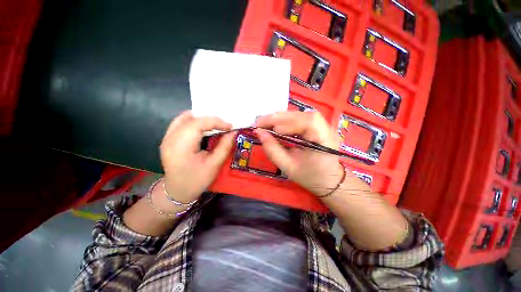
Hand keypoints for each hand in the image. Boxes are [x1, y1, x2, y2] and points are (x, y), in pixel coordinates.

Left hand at [160, 111, 234, 203]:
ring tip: (215, 125)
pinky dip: (193, 122)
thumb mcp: (214, 165)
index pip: (198, 123)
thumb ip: (224, 146)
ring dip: (201, 118)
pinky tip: (202, 128)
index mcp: (181, 146)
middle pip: (191, 118)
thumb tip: (233, 132)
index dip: (216, 121)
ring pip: (184, 118)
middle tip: (224, 125)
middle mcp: (170, 138)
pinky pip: (180, 123)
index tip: (230, 126)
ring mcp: (166, 138)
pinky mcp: (167, 139)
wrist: (177, 192)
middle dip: (210, 119)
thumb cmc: (197, 180)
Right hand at [255, 111, 345, 196]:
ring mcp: (323, 125)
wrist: (328, 180)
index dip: (287, 123)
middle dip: (278, 118)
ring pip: (299, 115)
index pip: (307, 122)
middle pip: (301, 115)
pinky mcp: (317, 125)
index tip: (267, 129)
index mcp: (324, 140)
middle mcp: (326, 128)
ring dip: (280, 118)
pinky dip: (285, 120)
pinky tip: (276, 124)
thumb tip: (259, 133)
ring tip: (265, 123)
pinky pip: (299, 118)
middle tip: (259, 122)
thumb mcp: (288, 167)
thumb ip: (272, 150)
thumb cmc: (309, 177)